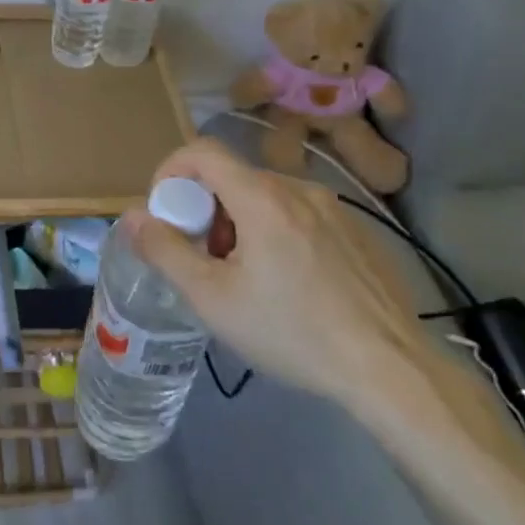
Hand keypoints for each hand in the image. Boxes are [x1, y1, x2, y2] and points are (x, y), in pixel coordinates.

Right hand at [123, 139, 428, 403]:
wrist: (393, 372)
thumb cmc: (293, 332)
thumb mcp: (213, 299)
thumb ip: (164, 251)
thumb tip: (131, 216)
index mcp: (262, 197)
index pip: (202, 151)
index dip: (171, 172)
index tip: (165, 214)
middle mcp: (299, 189)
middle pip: (232, 178)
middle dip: (204, 210)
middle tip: (205, 260)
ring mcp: (334, 209)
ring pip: (265, 197)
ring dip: (239, 224)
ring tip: (245, 278)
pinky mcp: (357, 232)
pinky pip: (298, 215)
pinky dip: (275, 233)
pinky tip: (288, 286)